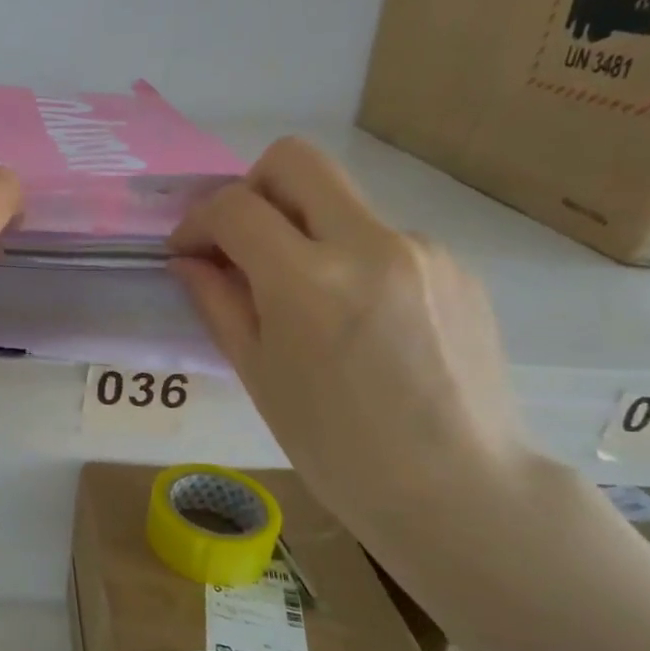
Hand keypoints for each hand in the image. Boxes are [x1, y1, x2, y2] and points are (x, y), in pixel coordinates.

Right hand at [168, 137, 533, 548]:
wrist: (458, 489)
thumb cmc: (336, 447)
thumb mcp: (258, 375)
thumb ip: (218, 303)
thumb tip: (190, 260)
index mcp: (308, 282)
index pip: (235, 206)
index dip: (198, 221)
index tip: (190, 252)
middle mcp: (370, 244)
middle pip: (297, 161)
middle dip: (251, 187)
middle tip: (241, 241)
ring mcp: (422, 249)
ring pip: (342, 203)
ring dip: (305, 232)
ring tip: (306, 302)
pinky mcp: (457, 266)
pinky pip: (383, 240)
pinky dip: (351, 260)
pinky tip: (359, 321)